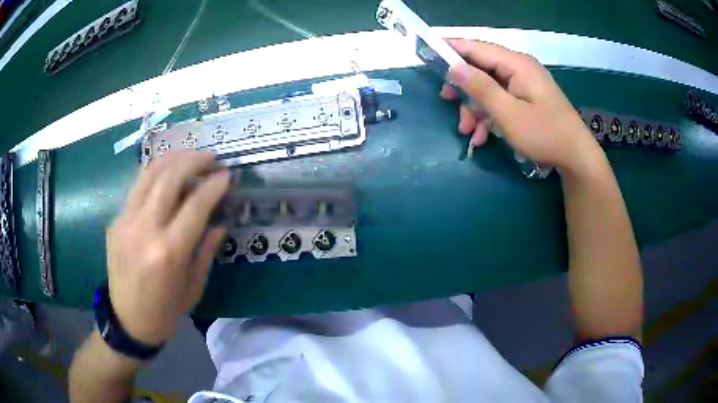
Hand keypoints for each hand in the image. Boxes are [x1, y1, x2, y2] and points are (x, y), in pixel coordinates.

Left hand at [106, 152, 229, 344]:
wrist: (128, 320)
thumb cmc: (166, 310)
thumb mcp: (194, 286)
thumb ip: (206, 249)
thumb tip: (219, 221)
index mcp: (168, 252)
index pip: (195, 204)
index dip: (214, 185)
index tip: (227, 175)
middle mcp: (144, 229)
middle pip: (169, 177)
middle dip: (194, 160)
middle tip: (210, 158)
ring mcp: (125, 221)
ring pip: (149, 173)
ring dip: (173, 159)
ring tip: (190, 157)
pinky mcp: (115, 220)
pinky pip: (137, 188)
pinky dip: (156, 175)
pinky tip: (167, 177)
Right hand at [440, 39, 602, 172]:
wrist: (576, 157)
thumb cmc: (544, 134)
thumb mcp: (508, 114)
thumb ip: (480, 88)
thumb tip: (453, 66)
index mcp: (516, 64)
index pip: (476, 47)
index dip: (451, 50)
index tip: (428, 57)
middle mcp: (519, 68)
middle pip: (481, 68)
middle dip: (464, 89)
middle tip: (448, 103)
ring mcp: (523, 84)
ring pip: (488, 87)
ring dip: (475, 108)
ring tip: (469, 132)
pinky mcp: (526, 98)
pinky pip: (501, 100)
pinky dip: (489, 115)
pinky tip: (482, 136)